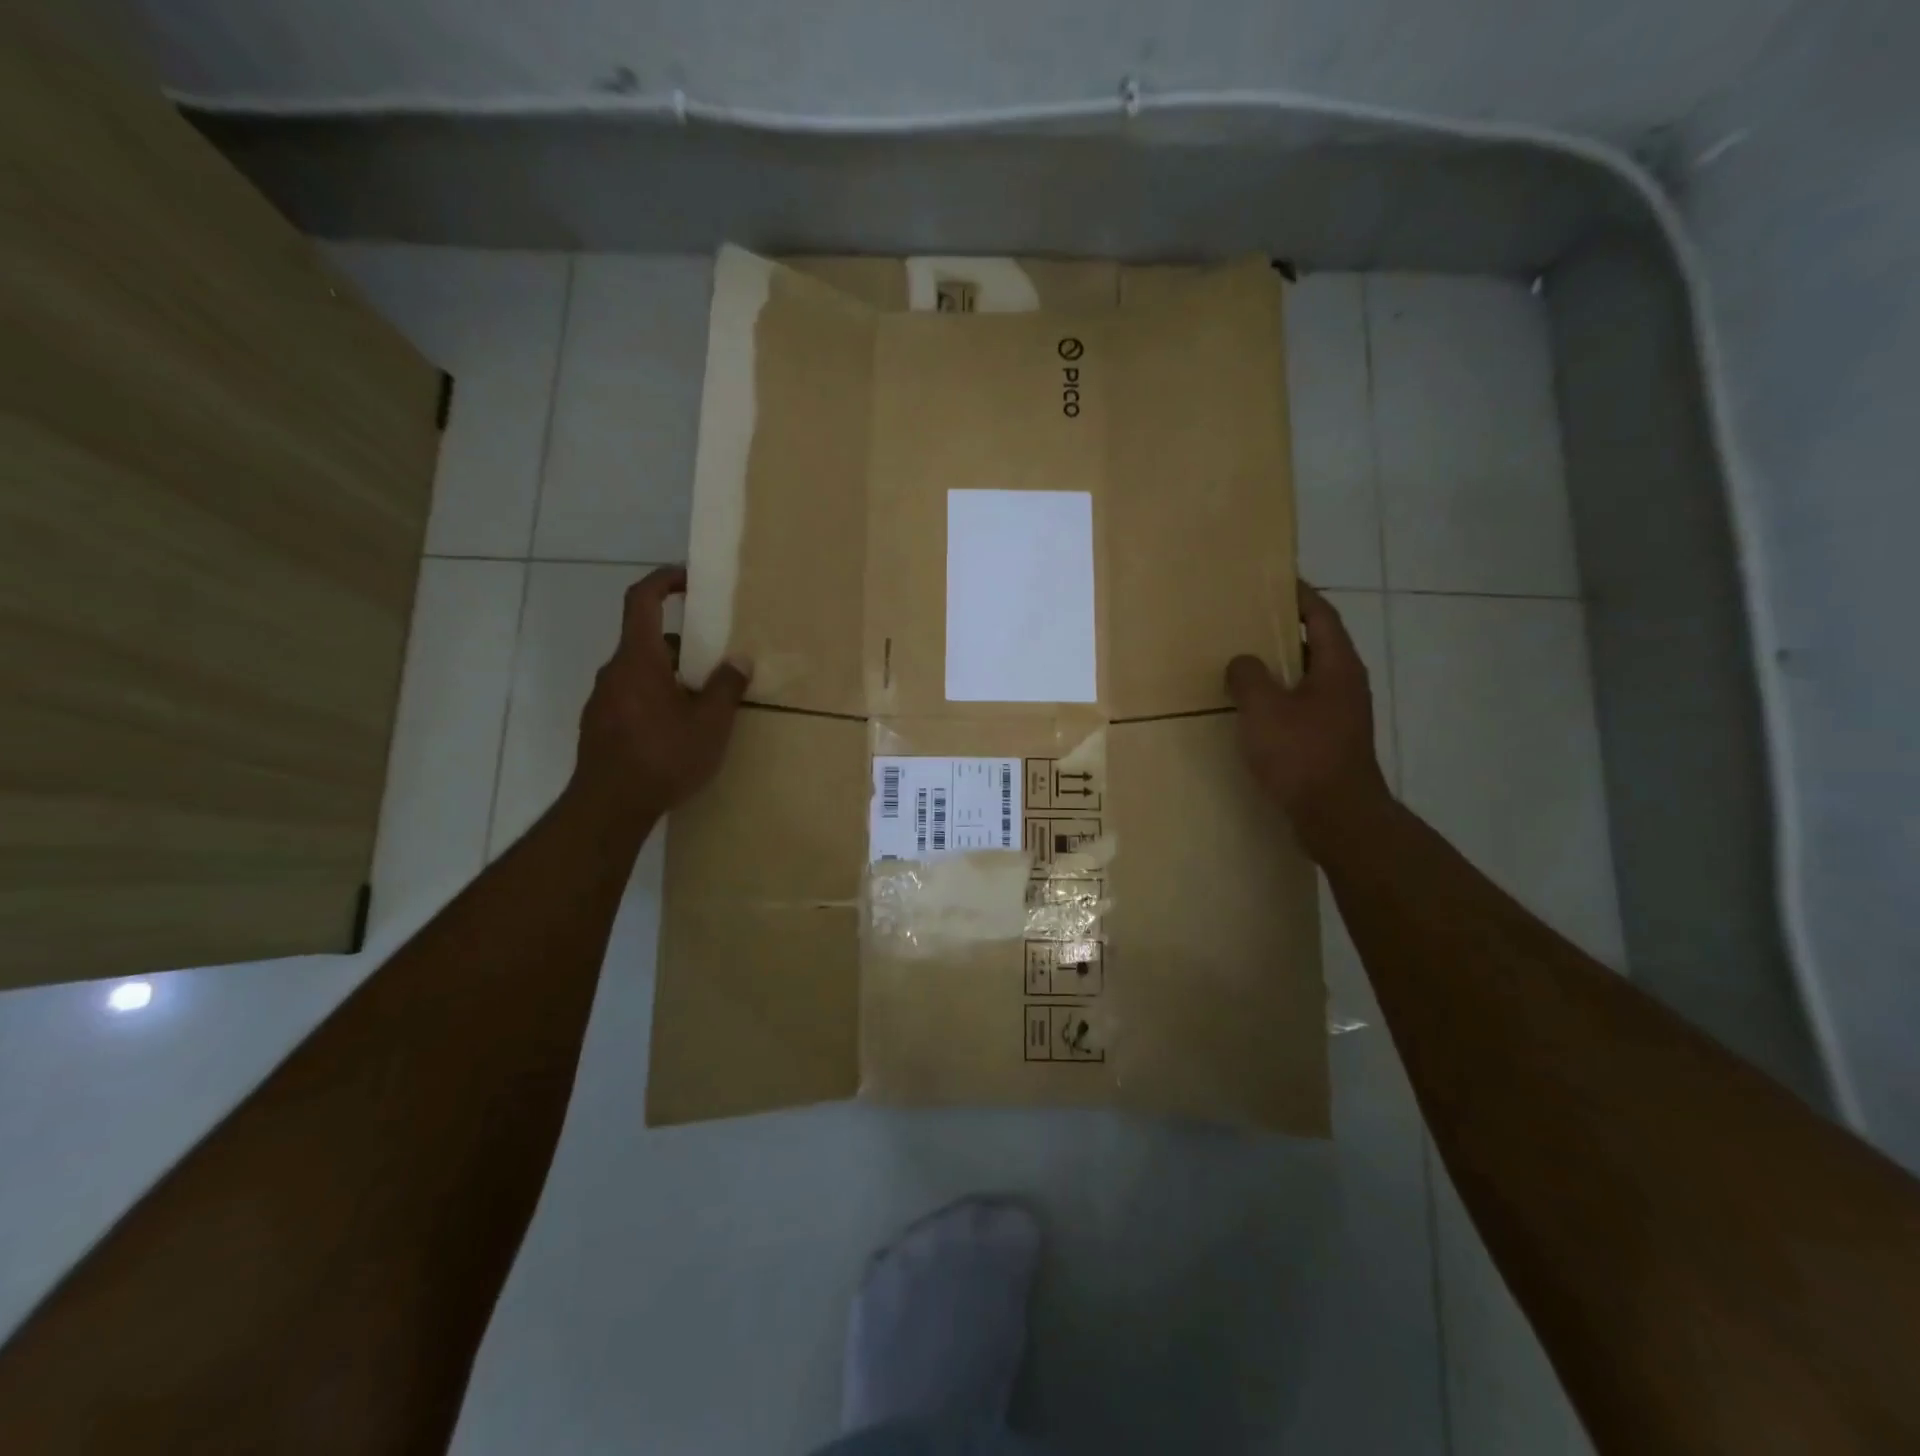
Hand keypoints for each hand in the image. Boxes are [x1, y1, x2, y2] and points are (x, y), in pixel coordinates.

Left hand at [571, 566, 750, 820]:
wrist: (608, 808)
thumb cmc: (663, 756)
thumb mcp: (710, 723)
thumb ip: (727, 686)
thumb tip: (739, 659)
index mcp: (638, 659)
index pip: (641, 599)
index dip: (663, 580)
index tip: (689, 580)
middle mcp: (614, 672)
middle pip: (647, 641)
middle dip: (683, 646)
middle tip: (716, 665)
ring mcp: (602, 700)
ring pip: (641, 673)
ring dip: (671, 677)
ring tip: (703, 706)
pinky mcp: (600, 727)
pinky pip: (631, 697)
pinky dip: (656, 699)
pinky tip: (677, 732)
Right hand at [1226, 584, 1388, 842]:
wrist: (1337, 816)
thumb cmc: (1302, 753)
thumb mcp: (1263, 708)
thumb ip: (1248, 676)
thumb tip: (1242, 663)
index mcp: (1337, 665)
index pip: (1321, 615)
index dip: (1299, 595)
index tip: (1274, 581)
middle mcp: (1346, 684)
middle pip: (1316, 645)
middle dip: (1284, 632)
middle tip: (1247, 623)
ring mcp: (1341, 714)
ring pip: (1307, 678)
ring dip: (1279, 668)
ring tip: (1243, 664)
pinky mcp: (1331, 740)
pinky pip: (1302, 706)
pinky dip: (1280, 698)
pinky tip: (1253, 710)